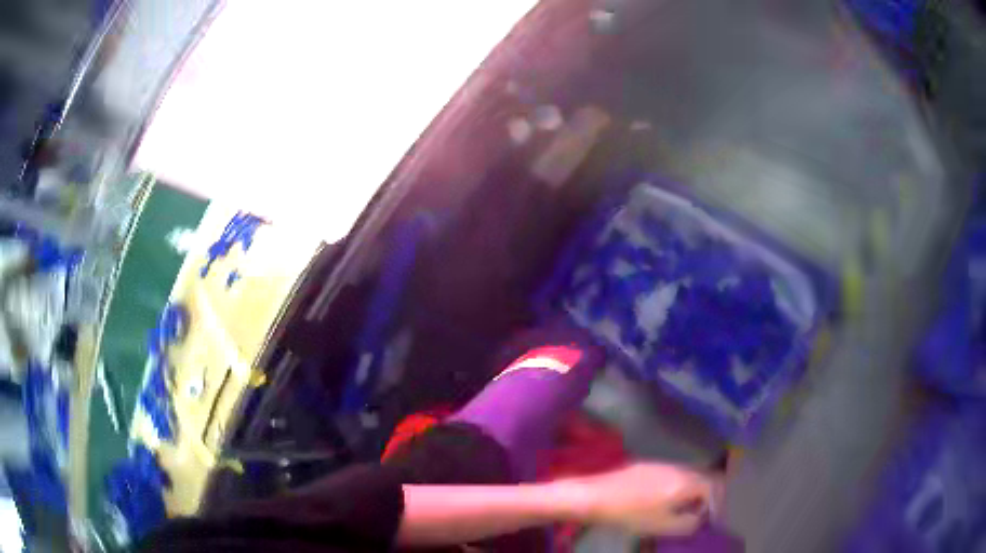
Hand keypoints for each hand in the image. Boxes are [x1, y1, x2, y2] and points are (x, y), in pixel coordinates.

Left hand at [575, 462, 721, 536]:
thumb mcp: (663, 526)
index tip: (712, 517)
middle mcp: (677, 468)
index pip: (713, 487)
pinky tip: (662, 499)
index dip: (716, 503)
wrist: (595, 497)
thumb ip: (688, 523)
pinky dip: (674, 487)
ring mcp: (660, 464)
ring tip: (681, 509)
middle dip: (704, 497)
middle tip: (699, 514)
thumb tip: (699, 518)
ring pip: (685, 476)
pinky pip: (669, 475)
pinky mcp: (644, 465)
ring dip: (689, 491)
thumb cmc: (631, 515)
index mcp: (685, 481)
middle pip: (701, 478)